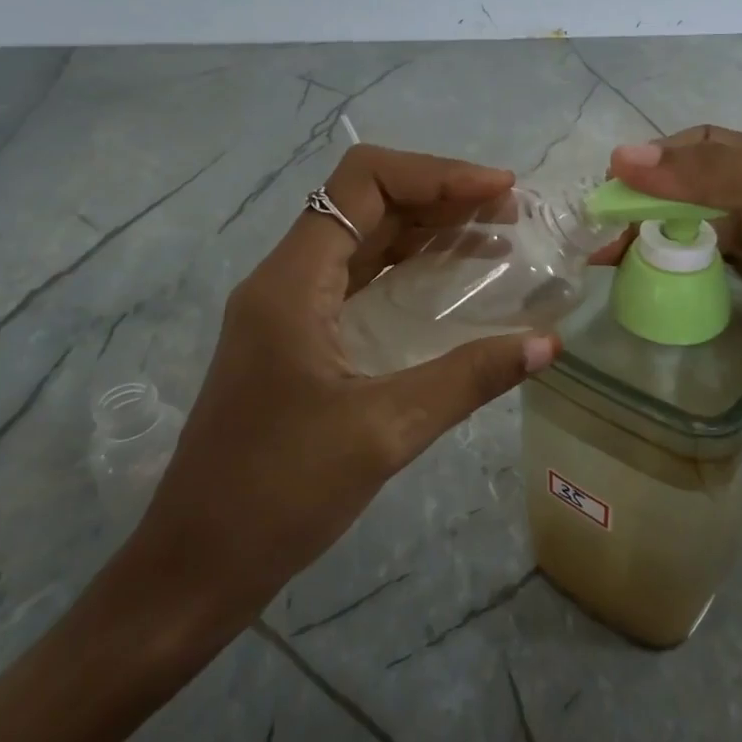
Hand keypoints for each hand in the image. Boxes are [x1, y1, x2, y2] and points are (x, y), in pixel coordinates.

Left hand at [117, 144, 558, 659]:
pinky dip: (409, 270)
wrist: (194, 568)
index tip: (499, 191)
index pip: (364, 182)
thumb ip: (468, 379)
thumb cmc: (277, 494)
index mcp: (292, 281)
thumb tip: (547, 344)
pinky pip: (359, 282)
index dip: (437, 173)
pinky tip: (453, 288)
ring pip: (364, 241)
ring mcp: (288, 311)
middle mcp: (285, 280)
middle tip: (511, 213)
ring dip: (428, 230)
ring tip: (495, 238)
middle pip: (367, 203)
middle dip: (441, 197)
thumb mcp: (383, 431)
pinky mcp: (297, 342)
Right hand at [607, 127, 741, 439]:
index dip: (646, 173)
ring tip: (615, 301)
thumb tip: (618, 159)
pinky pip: (736, 313)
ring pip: (710, 264)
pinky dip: (701, 317)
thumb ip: (713, 178)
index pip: (694, 158)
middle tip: (597, 268)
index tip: (600, 207)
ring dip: (669, 274)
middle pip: (694, 214)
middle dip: (646, 230)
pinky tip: (667, 332)